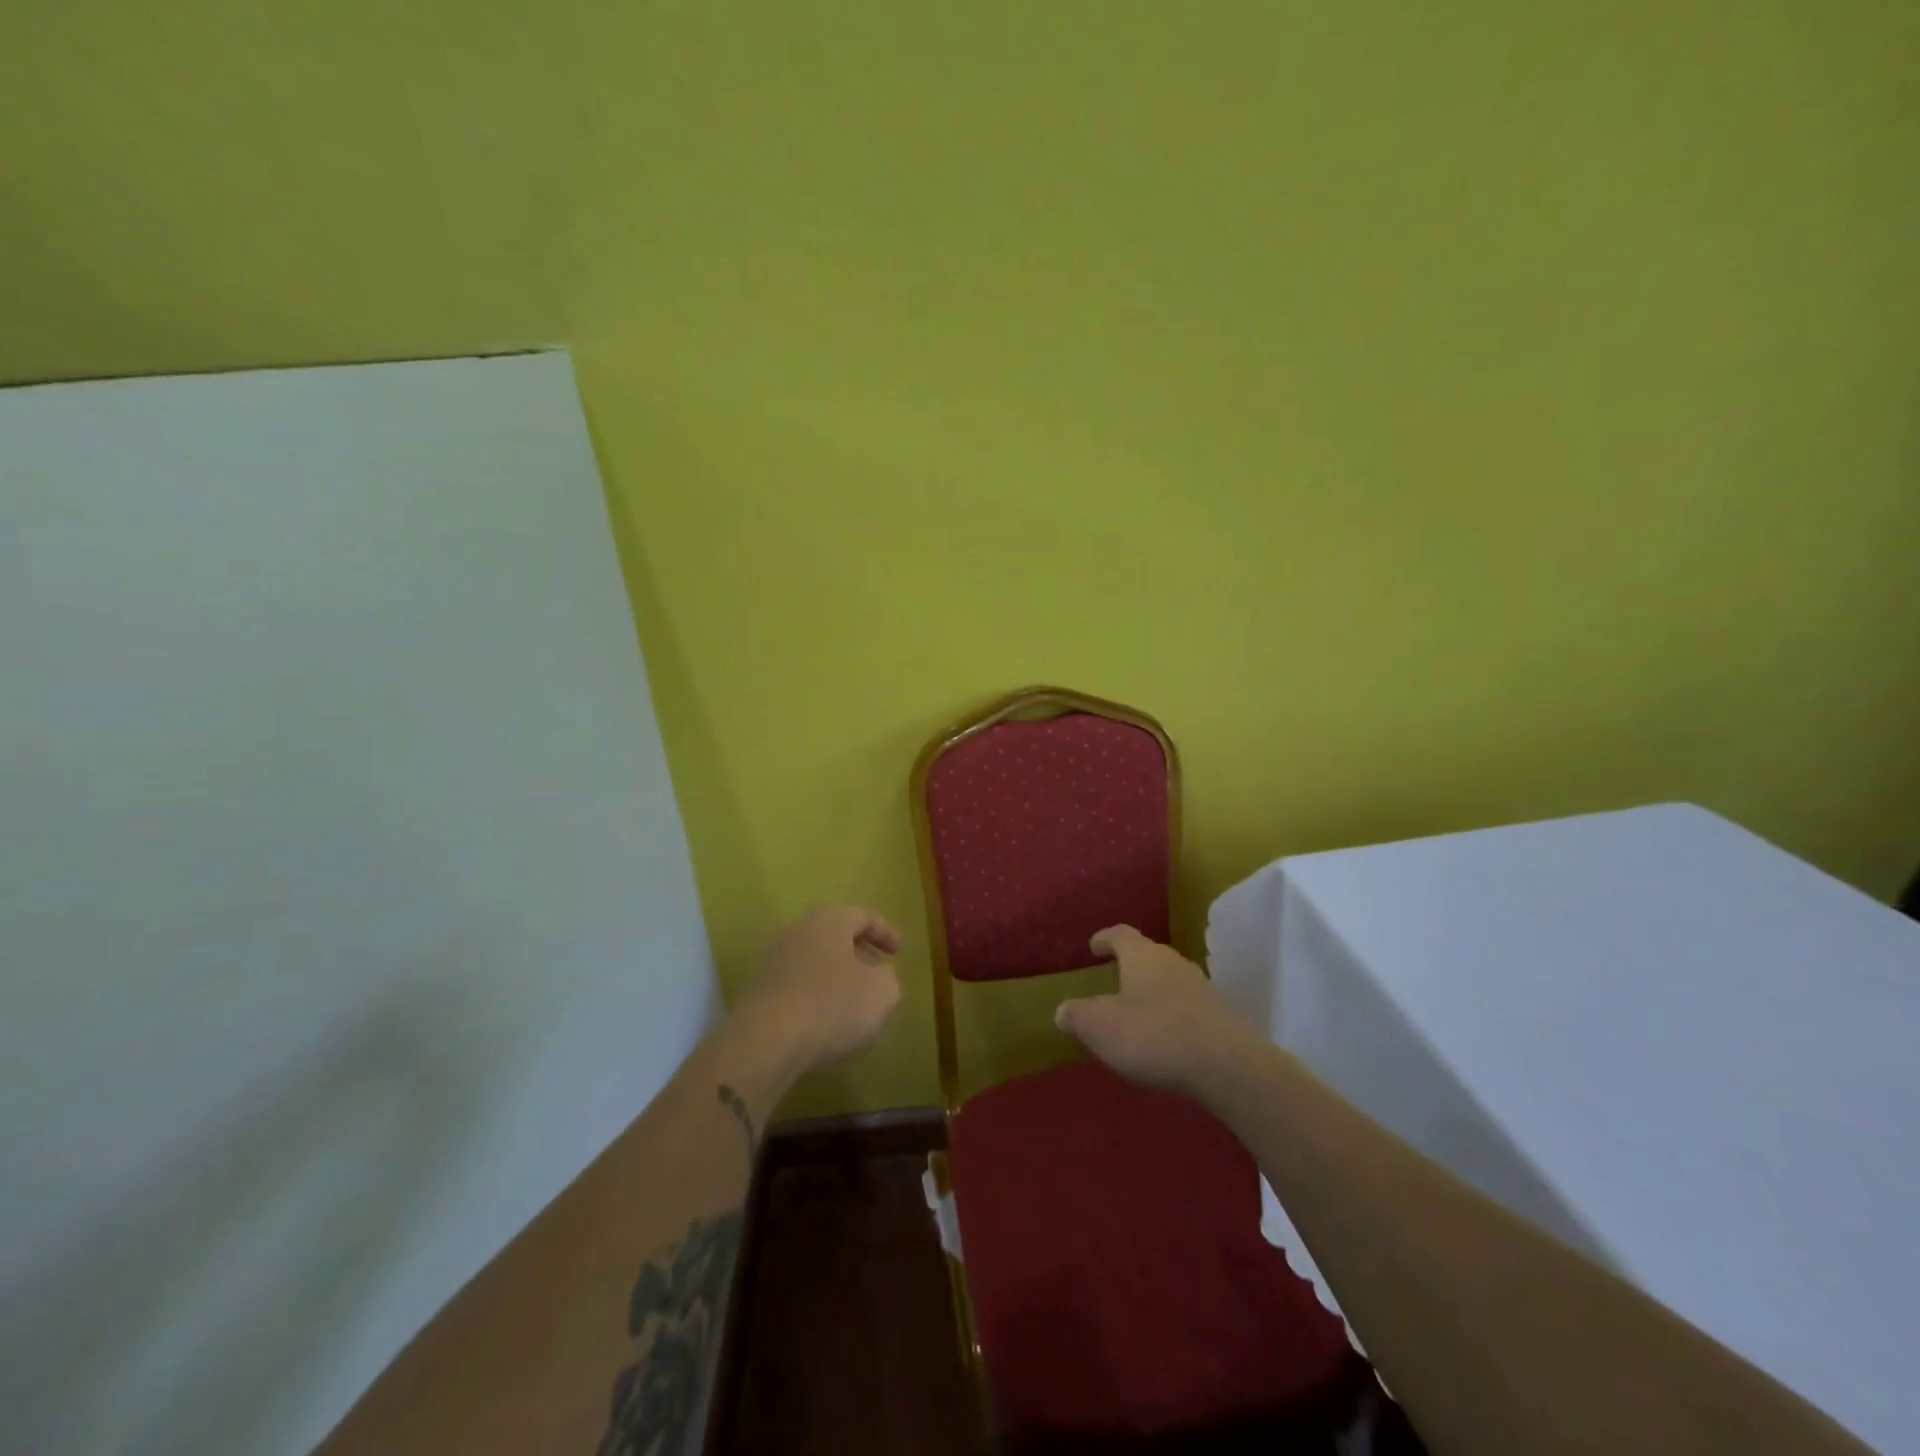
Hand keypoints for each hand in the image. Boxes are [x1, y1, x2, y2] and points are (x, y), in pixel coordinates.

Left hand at [732, 906, 902, 1076]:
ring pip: (813, 960)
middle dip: (858, 953)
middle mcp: (797, 931)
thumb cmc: (833, 1006)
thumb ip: (889, 978)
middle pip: (834, 935)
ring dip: (835, 976)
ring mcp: (771, 960)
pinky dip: (814, 995)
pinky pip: (795, 985)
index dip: (885, 932)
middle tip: (877, 973)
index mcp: (829, 921)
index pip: (862, 916)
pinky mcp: (757, 991)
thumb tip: (879, 975)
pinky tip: (824, 1020)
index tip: (899, 952)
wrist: (765, 1042)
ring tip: (852, 1001)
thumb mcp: (883, 993)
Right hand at [1055, 925, 1256, 1093]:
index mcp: (1142, 956)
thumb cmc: (1153, 1034)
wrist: (1226, 1066)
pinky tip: (1165, 1039)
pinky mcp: (1220, 1017)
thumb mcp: (1100, 1026)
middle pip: (1148, 955)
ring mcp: (1202, 989)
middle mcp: (1173, 962)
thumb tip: (1062, 1011)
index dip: (1105, 939)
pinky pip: (1188, 1008)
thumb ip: (1077, 1015)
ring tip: (1138, 1013)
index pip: (1121, 934)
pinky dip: (1173, 1016)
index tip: (1093, 946)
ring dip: (1153, 992)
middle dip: (1130, 966)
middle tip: (1114, 981)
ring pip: (1170, 981)